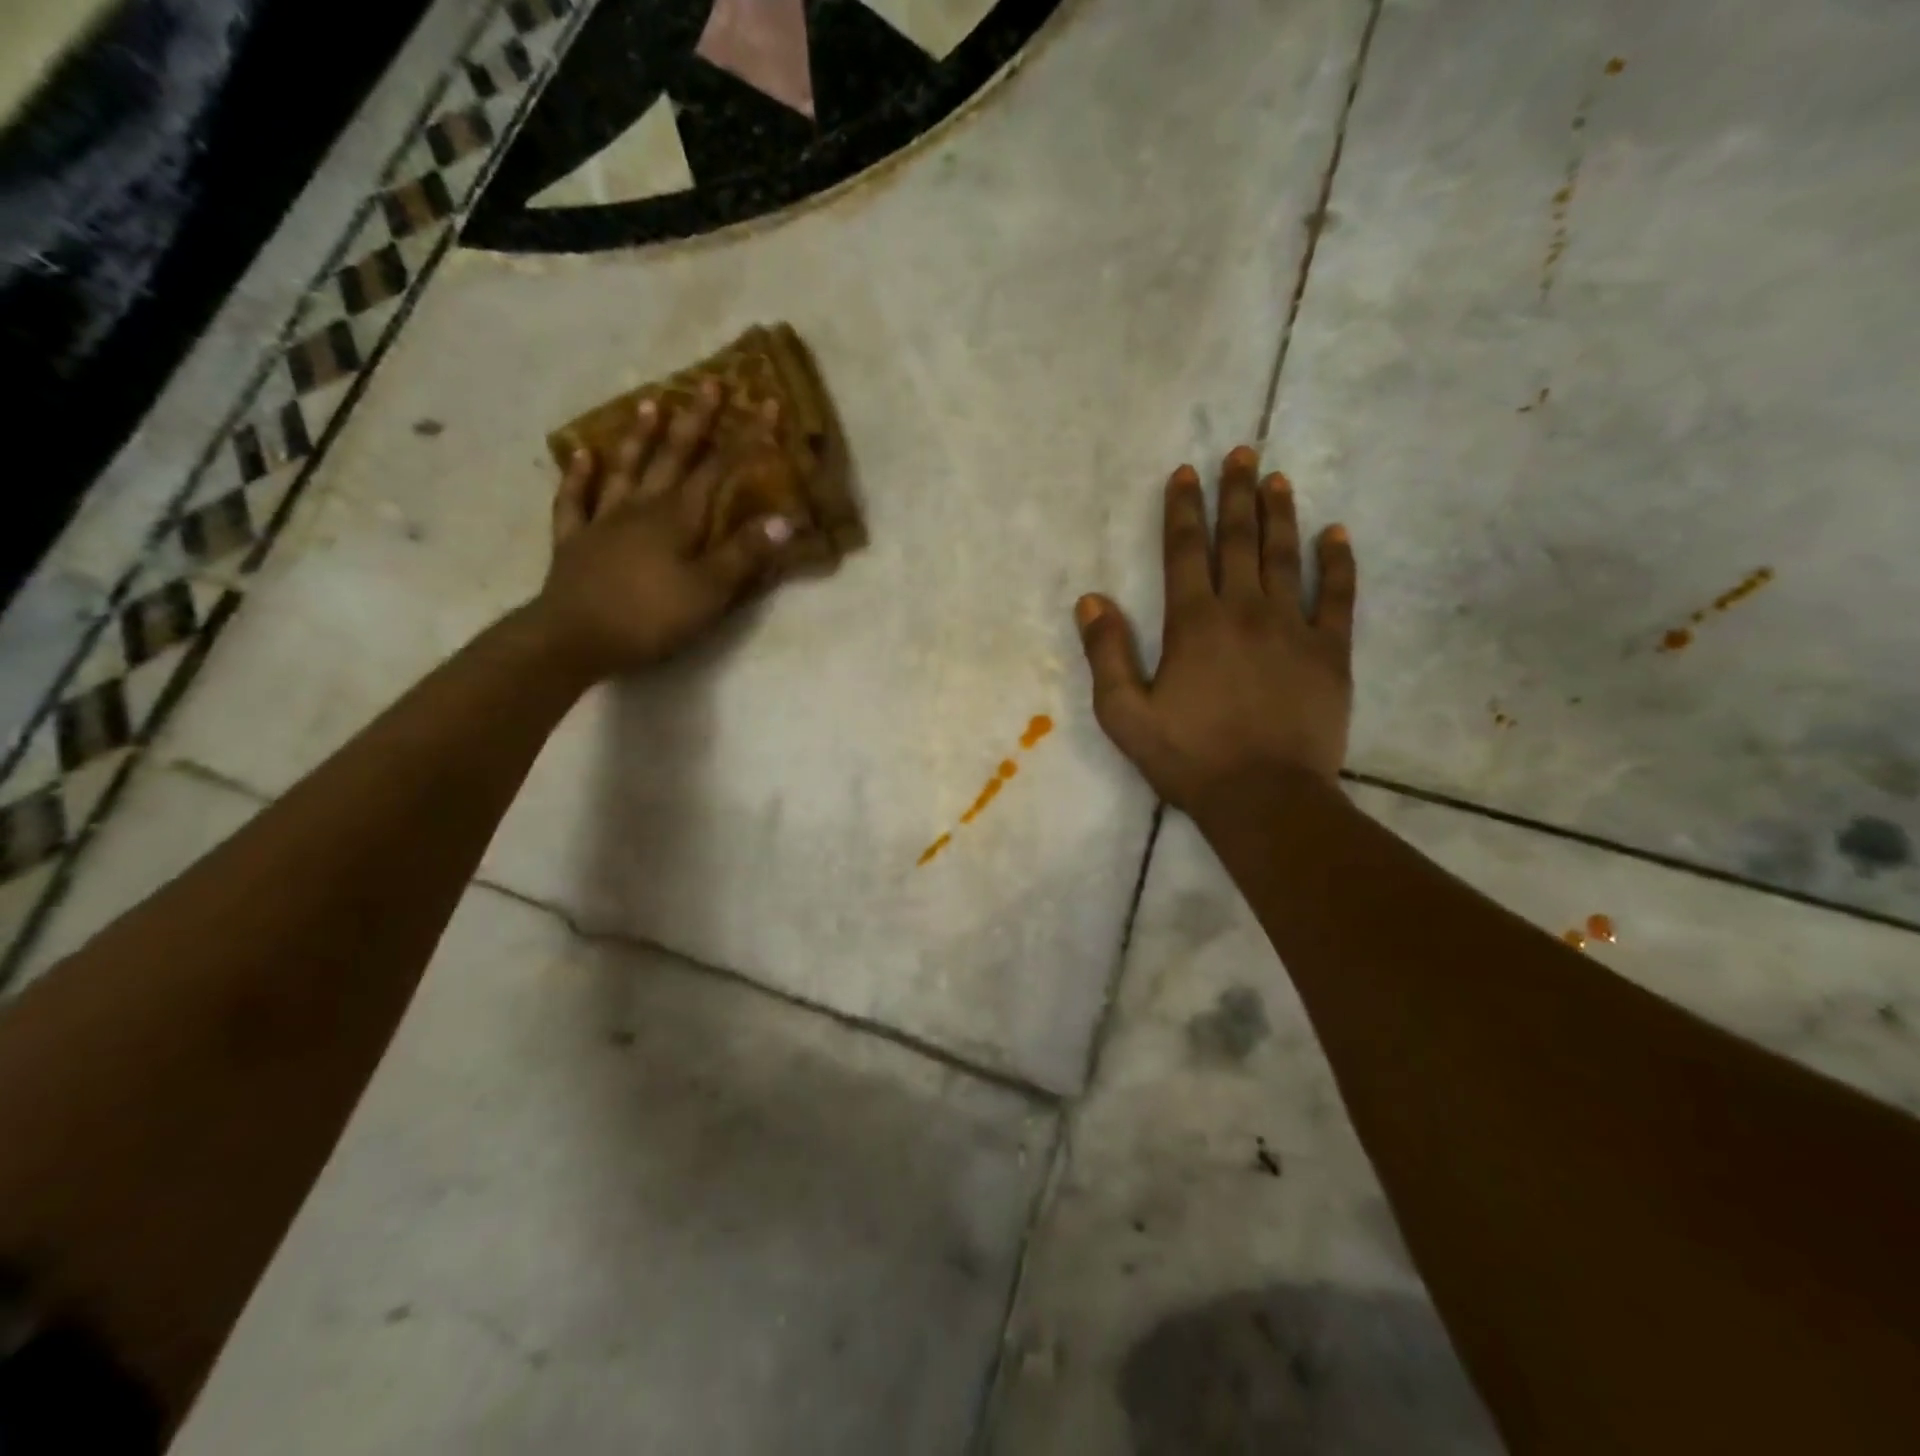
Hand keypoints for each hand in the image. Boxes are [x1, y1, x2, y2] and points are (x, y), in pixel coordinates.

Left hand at [532, 380, 797, 678]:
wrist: (574, 637)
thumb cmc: (650, 617)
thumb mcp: (709, 591)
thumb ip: (745, 554)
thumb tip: (786, 519)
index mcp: (678, 518)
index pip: (719, 469)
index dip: (745, 437)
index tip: (765, 402)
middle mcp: (642, 507)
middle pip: (673, 456)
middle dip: (696, 420)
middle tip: (708, 381)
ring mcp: (603, 521)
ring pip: (626, 469)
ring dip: (639, 437)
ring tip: (650, 404)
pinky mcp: (575, 542)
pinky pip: (575, 500)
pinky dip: (578, 475)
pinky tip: (582, 454)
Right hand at [1074, 445, 1356, 809]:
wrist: (1264, 797)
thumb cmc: (1188, 758)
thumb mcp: (1124, 715)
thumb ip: (1106, 654)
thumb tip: (1092, 600)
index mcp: (1193, 624)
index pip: (1185, 552)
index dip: (1183, 509)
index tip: (1185, 474)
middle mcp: (1244, 611)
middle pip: (1237, 541)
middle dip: (1235, 493)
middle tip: (1240, 453)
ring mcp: (1292, 628)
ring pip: (1284, 557)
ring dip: (1279, 515)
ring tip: (1277, 478)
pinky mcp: (1330, 652)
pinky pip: (1337, 597)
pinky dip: (1336, 563)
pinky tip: (1335, 534)